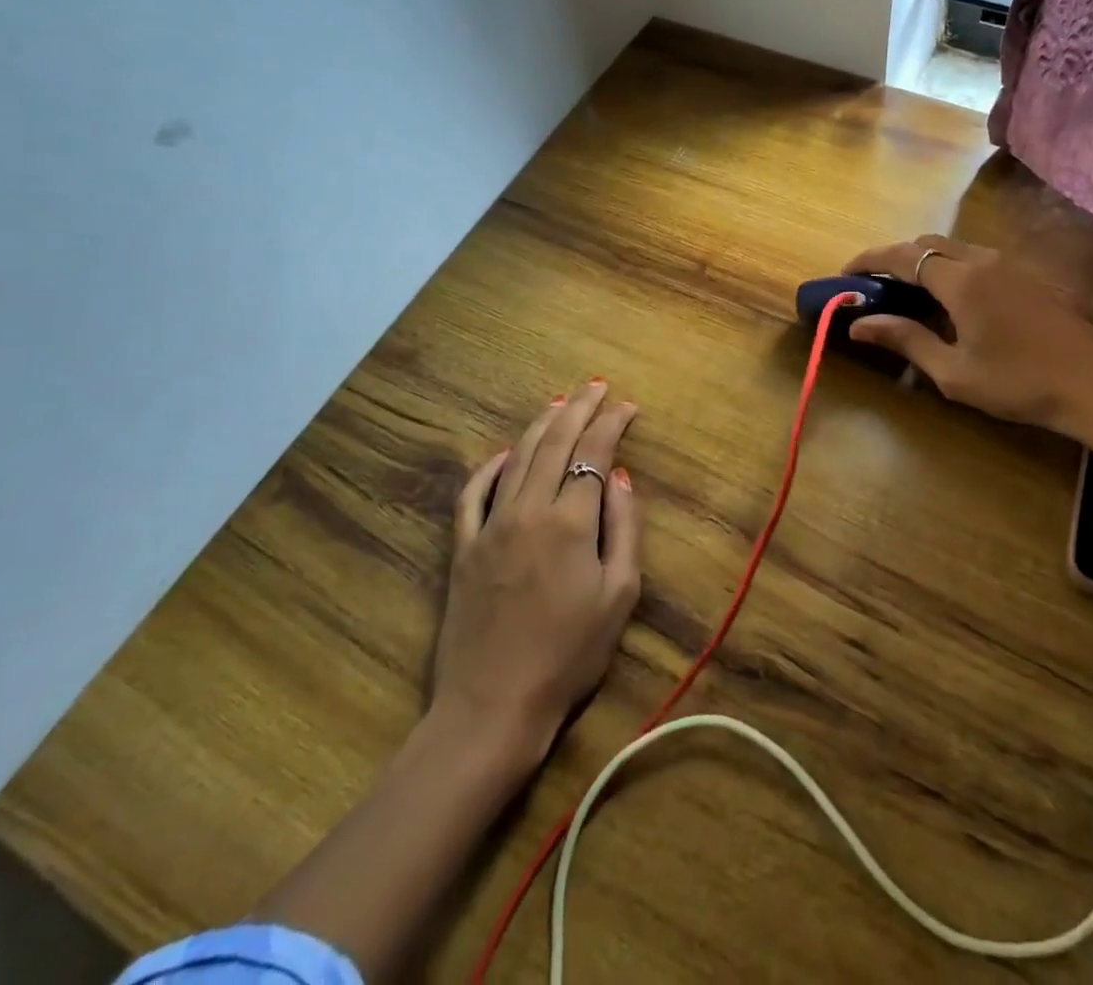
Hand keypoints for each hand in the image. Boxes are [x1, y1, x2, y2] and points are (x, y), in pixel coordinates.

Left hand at [432, 381, 642, 758]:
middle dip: (580, 409)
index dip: (612, 423)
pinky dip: (491, 466)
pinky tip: (506, 454)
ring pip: (518, 458)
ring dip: (541, 425)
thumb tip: (620, 478)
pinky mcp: (464, 547)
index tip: (628, 405)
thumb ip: (624, 529)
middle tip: (596, 386)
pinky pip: (474, 493)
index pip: (594, 453)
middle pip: (556, 443)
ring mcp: (490, 526)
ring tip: (560, 402)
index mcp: (570, 521)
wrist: (493, 707)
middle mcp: (528, 510)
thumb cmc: (569, 656)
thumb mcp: (619, 595)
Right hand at [843, 235, 1092, 444]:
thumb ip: (905, 340)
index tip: (844, 273)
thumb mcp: (953, 371)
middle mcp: (982, 260)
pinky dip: (950, 268)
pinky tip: (951, 302)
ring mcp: (1009, 265)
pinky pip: (976, 259)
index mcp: (960, 280)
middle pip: (927, 243)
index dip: (868, 260)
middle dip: (895, 258)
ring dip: (925, 262)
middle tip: (875, 287)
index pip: (902, 256)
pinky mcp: (1026, 276)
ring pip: (954, 248)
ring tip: (908, 295)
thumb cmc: (1018, 383)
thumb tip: (858, 324)